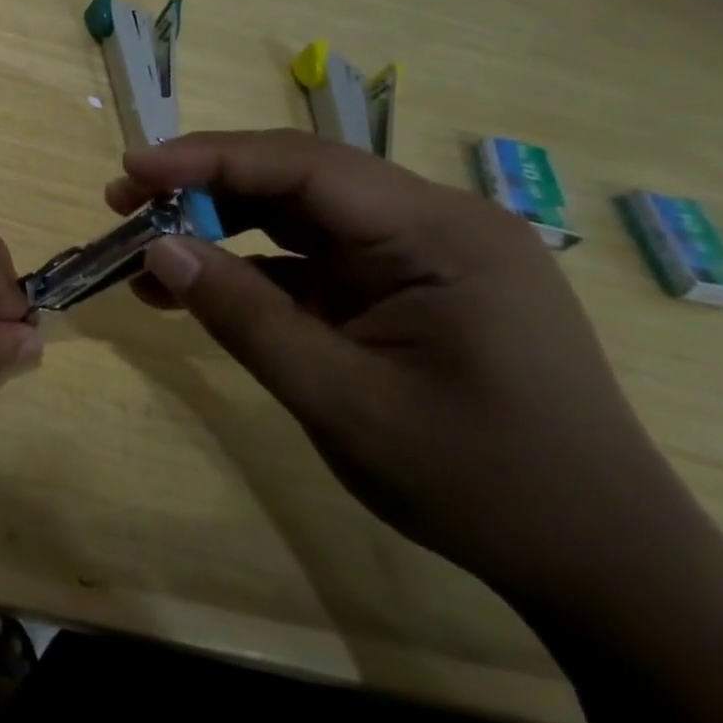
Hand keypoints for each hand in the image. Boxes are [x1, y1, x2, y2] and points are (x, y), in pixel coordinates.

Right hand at [109, 129, 705, 614]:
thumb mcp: (342, 401)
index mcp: (440, 233)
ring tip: (145, 254)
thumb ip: (245, 316)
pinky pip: (312, 260)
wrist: (598, 563)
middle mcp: (434, 224)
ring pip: (298, 216)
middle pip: (298, 180)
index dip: (209, 159)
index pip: (305, 167)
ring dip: (220, 228)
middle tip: (124, 203)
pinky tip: (196, 291)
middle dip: (205, 186)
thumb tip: (158, 249)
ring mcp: (420, 257)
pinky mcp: (403, 289)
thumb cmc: (479, 482)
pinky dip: (251, 270)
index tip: (132, 168)